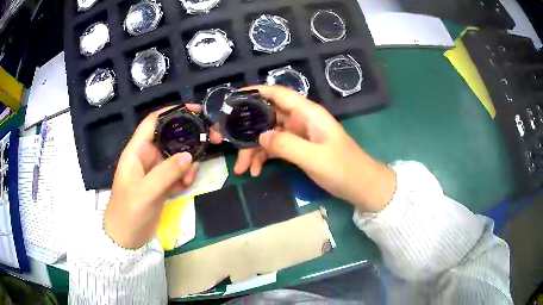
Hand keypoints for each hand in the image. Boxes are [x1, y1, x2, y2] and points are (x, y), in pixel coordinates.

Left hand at [104, 104, 220, 248]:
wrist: (126, 237)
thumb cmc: (128, 212)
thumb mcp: (146, 192)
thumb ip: (166, 173)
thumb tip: (190, 155)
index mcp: (137, 151)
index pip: (153, 121)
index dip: (171, 111)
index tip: (194, 110)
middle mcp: (146, 156)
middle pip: (170, 137)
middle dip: (188, 139)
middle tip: (208, 143)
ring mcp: (155, 171)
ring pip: (176, 156)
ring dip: (187, 164)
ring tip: (189, 178)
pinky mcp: (161, 184)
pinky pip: (177, 172)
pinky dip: (184, 177)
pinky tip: (185, 186)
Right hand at [231, 85, 396, 212]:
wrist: (361, 186)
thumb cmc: (343, 169)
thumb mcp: (315, 158)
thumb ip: (286, 145)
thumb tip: (260, 137)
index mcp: (308, 113)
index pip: (278, 94)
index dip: (255, 92)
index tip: (232, 99)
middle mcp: (301, 120)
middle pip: (267, 117)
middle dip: (246, 129)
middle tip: (224, 140)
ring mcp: (299, 135)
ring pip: (268, 135)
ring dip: (252, 149)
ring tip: (240, 169)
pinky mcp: (298, 148)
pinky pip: (275, 148)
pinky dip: (263, 157)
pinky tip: (255, 171)